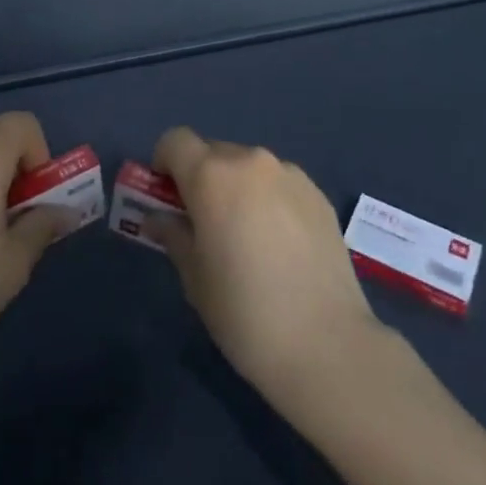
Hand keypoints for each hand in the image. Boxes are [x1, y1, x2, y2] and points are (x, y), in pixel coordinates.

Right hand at [149, 127, 385, 411]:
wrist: (326, 343)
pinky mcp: (318, 194)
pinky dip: (270, 200)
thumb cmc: (244, 312)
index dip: (164, 163)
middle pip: (213, 152)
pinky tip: (281, 246)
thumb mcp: (195, 278)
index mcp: (212, 176)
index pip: (175, 141)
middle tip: (205, 224)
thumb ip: (174, 236)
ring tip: (248, 239)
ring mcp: (290, 174)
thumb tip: (158, 218)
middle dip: (202, 178)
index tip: (167, 198)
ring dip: (238, 188)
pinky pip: (280, 184)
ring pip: (249, 168)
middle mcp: (251, 161)